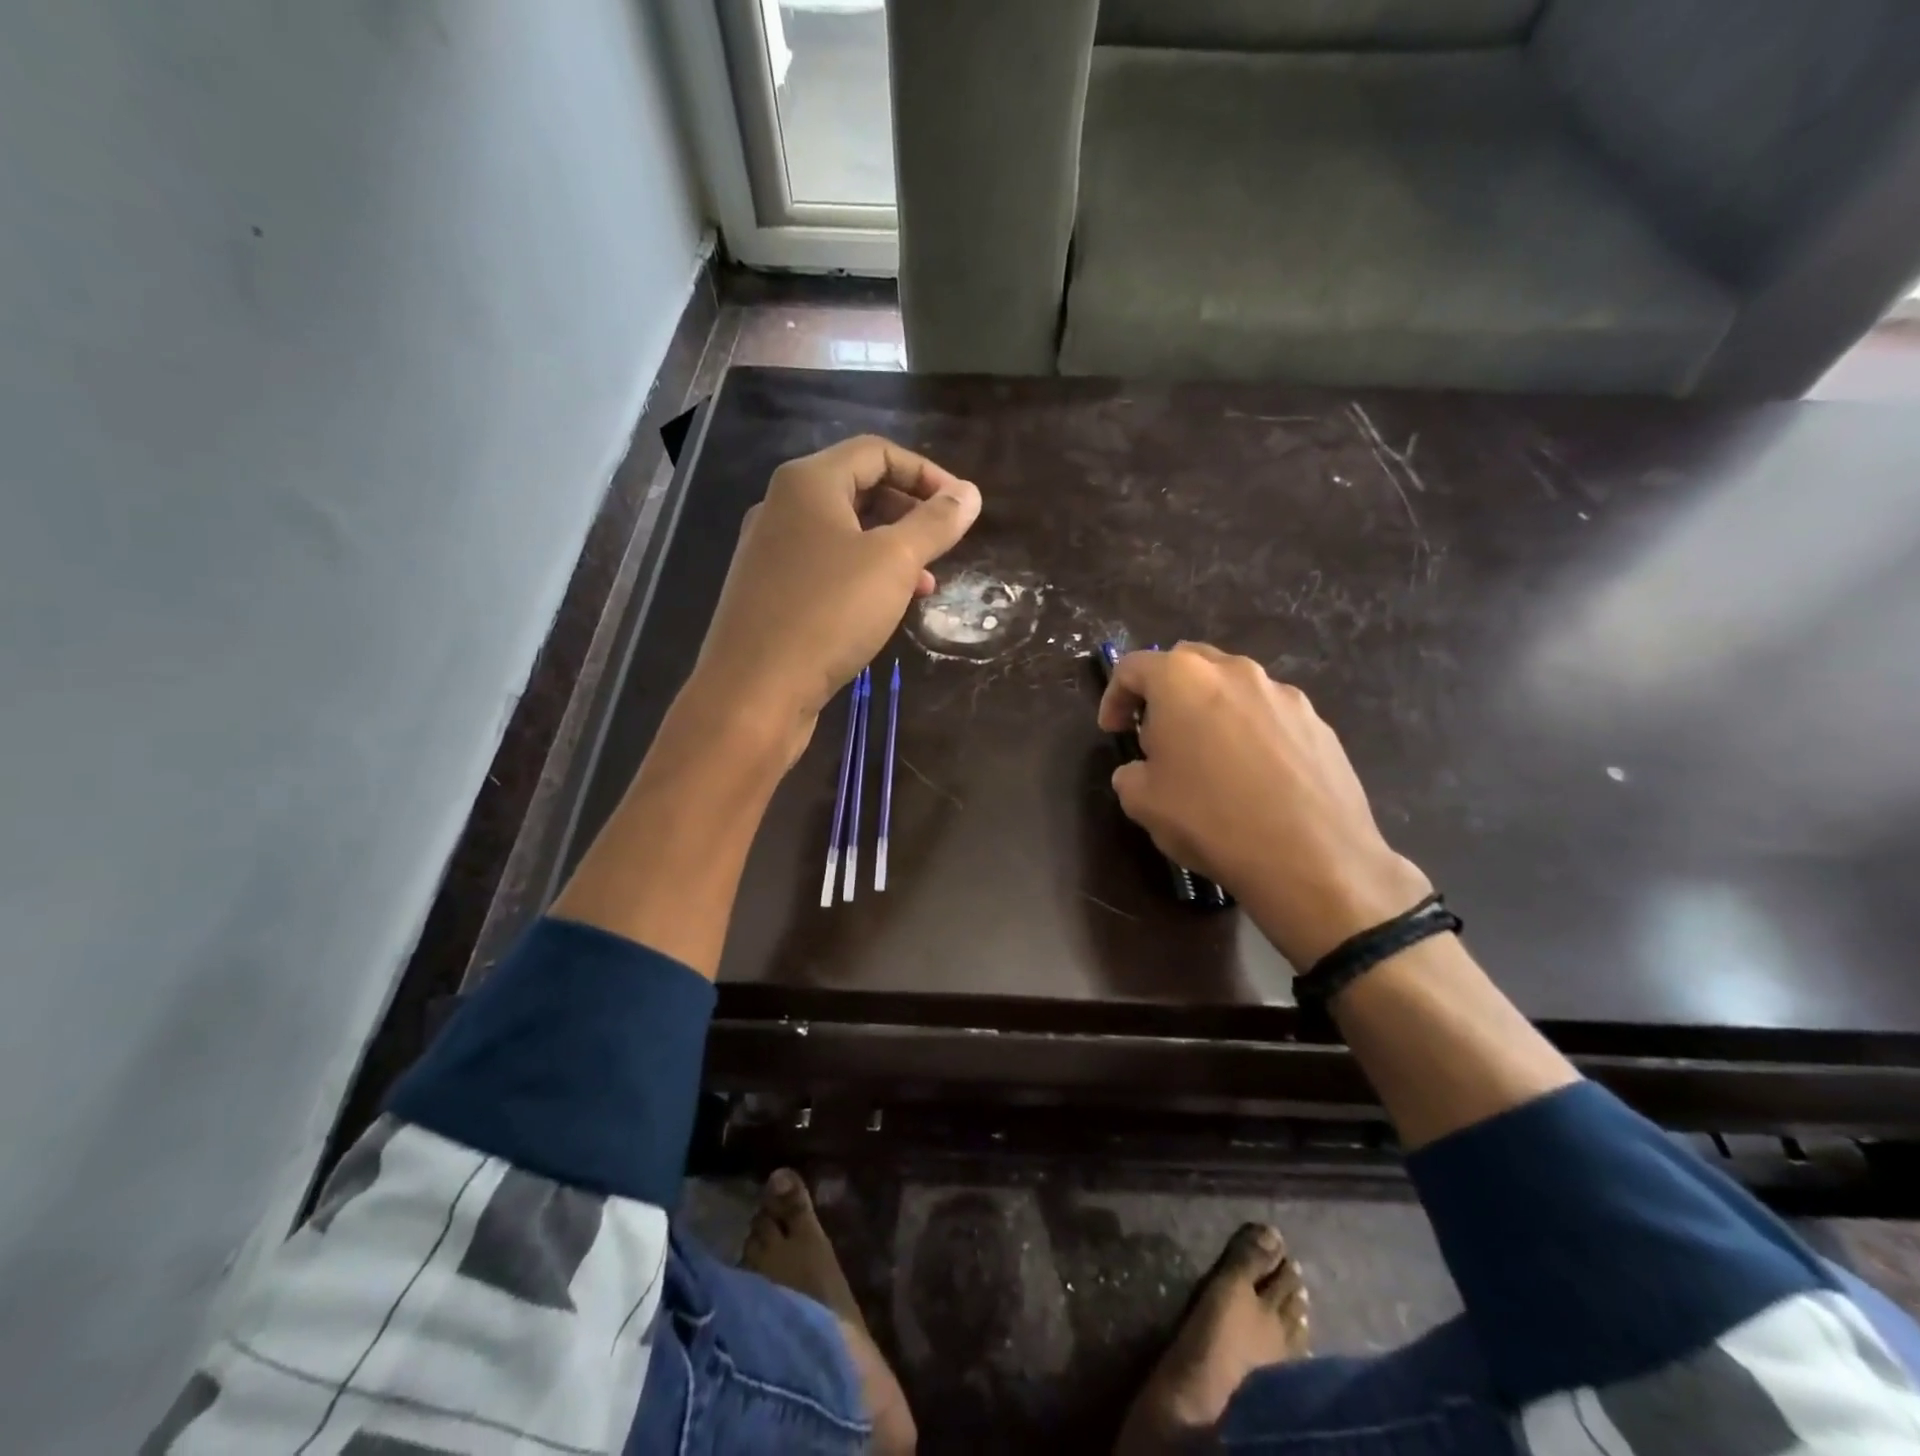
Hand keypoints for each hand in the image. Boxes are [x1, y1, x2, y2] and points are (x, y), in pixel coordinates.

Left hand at [686, 435, 980, 756]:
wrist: (753, 692)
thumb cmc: (828, 614)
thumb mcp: (893, 563)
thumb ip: (934, 524)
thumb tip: (970, 493)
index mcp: (808, 483)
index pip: (877, 451)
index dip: (926, 473)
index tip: (961, 508)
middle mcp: (783, 507)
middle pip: (858, 488)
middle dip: (909, 511)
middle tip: (944, 543)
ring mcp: (772, 552)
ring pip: (844, 533)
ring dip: (890, 549)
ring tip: (926, 583)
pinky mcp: (770, 593)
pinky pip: (826, 567)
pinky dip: (863, 576)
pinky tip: (886, 607)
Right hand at [1098, 643, 1431, 966]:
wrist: (1312, 858)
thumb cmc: (1210, 819)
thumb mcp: (1142, 802)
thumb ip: (1130, 773)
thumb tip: (1142, 770)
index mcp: (1182, 679)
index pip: (1132, 667)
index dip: (1113, 697)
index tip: (1113, 730)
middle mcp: (1234, 671)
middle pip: (1186, 663)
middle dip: (1164, 692)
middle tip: (1158, 735)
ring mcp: (1283, 694)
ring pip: (1232, 686)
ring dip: (1210, 709)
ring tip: (1209, 757)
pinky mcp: (1318, 722)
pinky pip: (1269, 714)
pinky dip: (1250, 732)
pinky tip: (1253, 776)